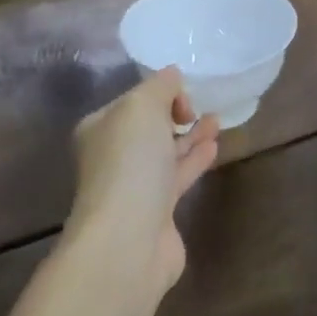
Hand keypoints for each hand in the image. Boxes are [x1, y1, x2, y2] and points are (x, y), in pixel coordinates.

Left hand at [69, 67, 219, 292]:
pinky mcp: (157, 211)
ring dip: (190, 135)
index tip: (183, 97)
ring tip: (216, 121)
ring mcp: (134, 186)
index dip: (160, 92)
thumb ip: (161, 85)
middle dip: (175, 114)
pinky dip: (195, 159)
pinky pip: (178, 176)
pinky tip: (214, 146)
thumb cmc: (130, 163)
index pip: (132, 101)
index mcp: (100, 128)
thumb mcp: (142, 107)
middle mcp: (112, 156)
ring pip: (165, 152)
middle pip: (148, 127)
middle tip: (202, 106)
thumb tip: (173, 75)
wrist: (128, 240)